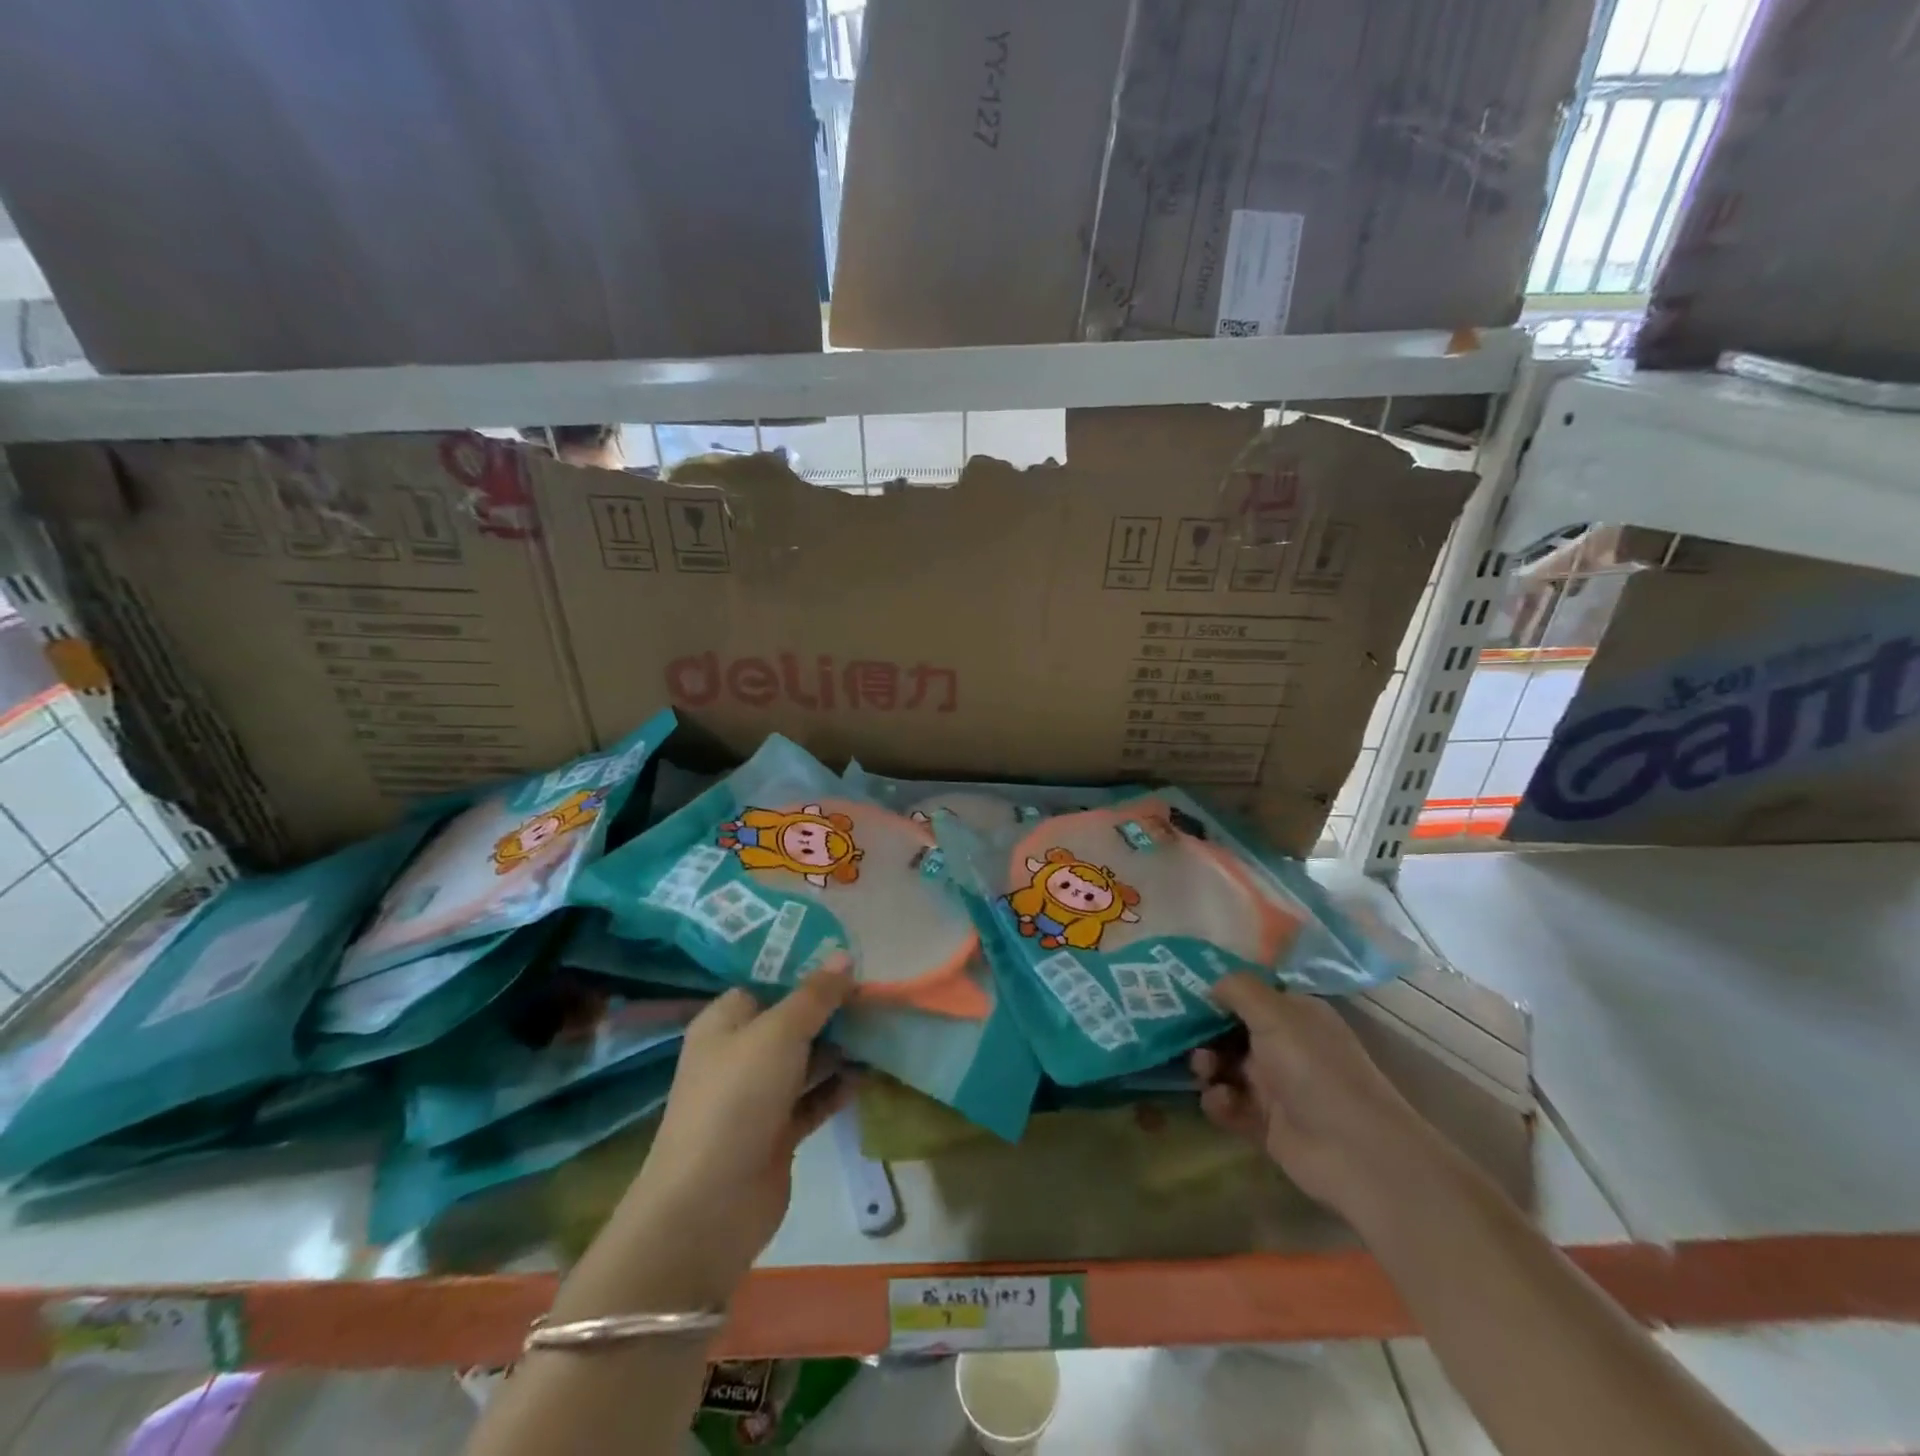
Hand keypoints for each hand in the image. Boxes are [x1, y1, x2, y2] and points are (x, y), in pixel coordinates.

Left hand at [619, 969, 857, 1294]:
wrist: (709, 1205)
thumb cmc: (737, 1098)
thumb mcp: (779, 1033)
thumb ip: (815, 996)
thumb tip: (844, 956)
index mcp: (725, 1023)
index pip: (767, 984)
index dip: (804, 972)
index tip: (848, 962)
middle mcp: (739, 1054)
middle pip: (791, 1022)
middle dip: (830, 1010)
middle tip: (875, 995)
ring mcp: (758, 1096)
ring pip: (805, 1061)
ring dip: (839, 1048)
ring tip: (882, 1029)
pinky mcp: (777, 1133)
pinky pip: (813, 1099)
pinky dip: (838, 1087)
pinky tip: (869, 1073)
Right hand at [1191, 973, 1433, 1221]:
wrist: (1355, 1152)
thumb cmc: (1315, 1070)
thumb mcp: (1276, 1014)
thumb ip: (1239, 989)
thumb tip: (1211, 983)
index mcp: (1294, 1015)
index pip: (1249, 995)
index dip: (1217, 993)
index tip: (1181, 993)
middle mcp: (1285, 1046)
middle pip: (1230, 1031)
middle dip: (1204, 1033)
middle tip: (1185, 1037)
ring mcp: (1275, 1086)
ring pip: (1225, 1067)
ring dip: (1208, 1066)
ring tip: (1205, 1072)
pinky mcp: (1265, 1124)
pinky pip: (1229, 1105)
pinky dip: (1219, 1102)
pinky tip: (1221, 1102)